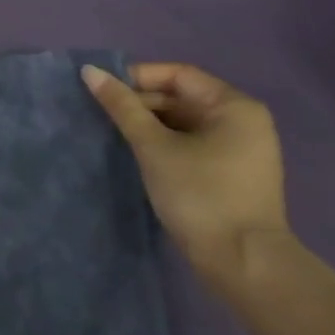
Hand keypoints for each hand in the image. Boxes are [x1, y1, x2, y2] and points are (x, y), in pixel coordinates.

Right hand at [83, 62, 290, 286]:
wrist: (244, 264)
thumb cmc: (200, 194)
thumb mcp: (153, 146)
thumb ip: (122, 106)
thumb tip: (90, 70)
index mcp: (234, 107)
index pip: (178, 75)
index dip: (138, 78)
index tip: (103, 91)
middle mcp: (243, 121)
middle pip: (181, 96)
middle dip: (141, 103)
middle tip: (103, 114)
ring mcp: (241, 149)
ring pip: (184, 121)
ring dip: (150, 124)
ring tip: (115, 133)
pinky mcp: (232, 172)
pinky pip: (192, 142)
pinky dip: (165, 142)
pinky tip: (138, 153)